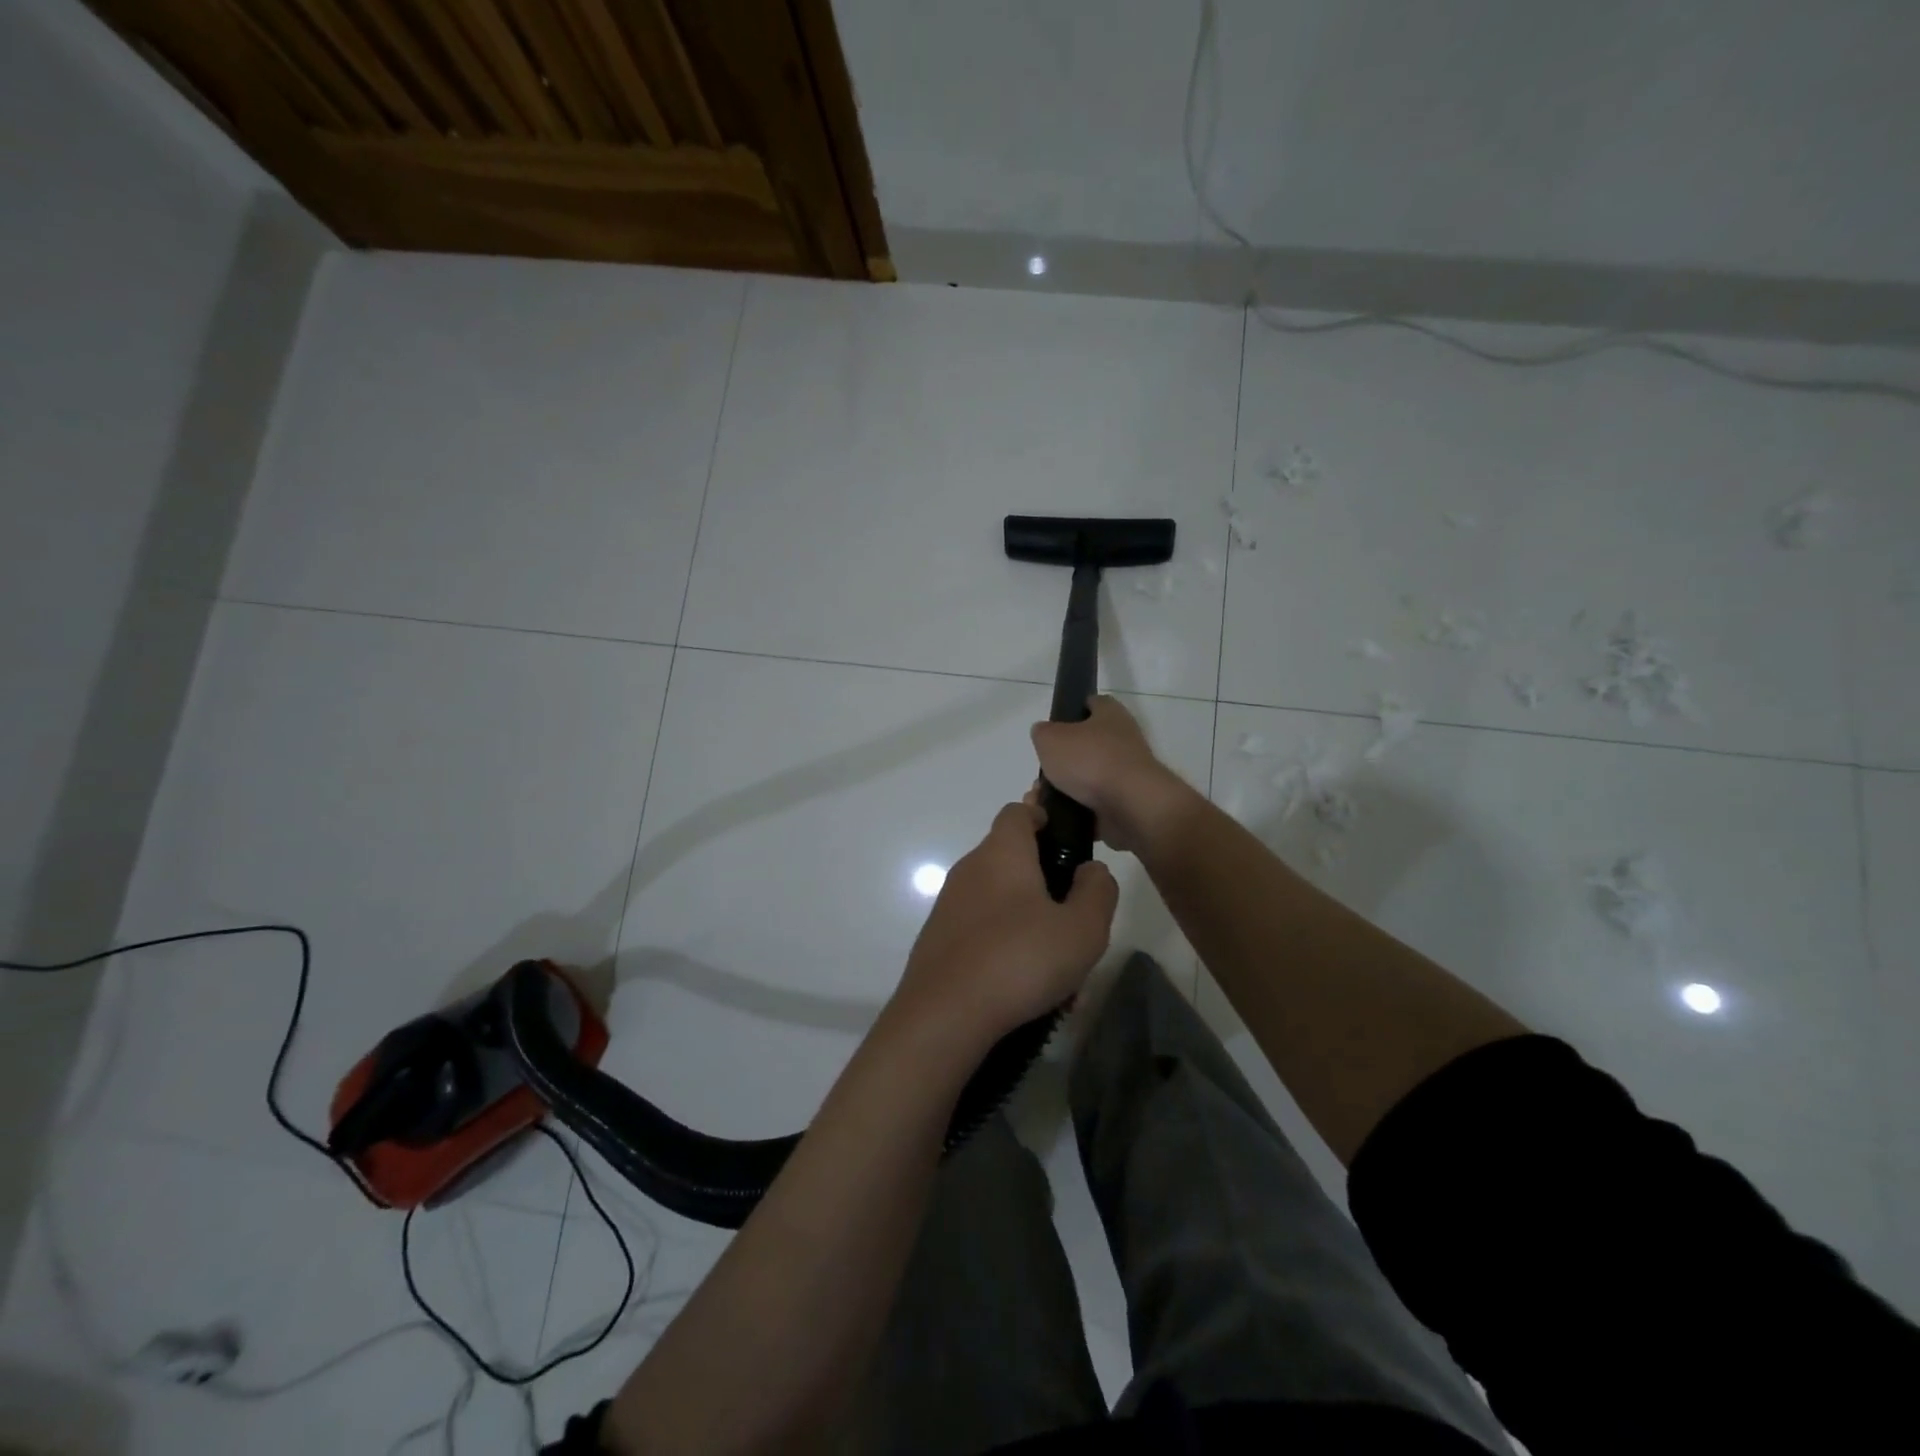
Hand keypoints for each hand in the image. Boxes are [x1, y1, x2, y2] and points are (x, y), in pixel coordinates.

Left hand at [893, 801, 1118, 1045]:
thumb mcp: (1083, 928)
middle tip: (1076, 920)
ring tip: (1059, 972)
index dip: (1045, 817)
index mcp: (1002, 852)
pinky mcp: (939, 939)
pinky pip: (982, 931)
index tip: (1069, 846)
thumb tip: (1090, 869)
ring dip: (1031, 924)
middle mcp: (970, 869)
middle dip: (1046, 883)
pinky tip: (1027, 991)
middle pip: (1011, 858)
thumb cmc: (1020, 959)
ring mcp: (949, 905)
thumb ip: (1097, 890)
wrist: (944, 1016)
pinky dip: (1006, 948)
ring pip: (1001, 902)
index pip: (1019, 810)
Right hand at [1030, 696, 1190, 852]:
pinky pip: (1092, 807)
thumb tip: (1045, 735)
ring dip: (1062, 790)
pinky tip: (1054, 817)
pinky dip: (1073, 812)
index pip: (1092, 703)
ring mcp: (1125, 775)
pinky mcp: (1125, 804)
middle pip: (1085, 746)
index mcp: (1110, 715)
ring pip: (1085, 780)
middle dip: (1060, 761)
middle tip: (1040, 774)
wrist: (1130, 807)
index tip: (1052, 726)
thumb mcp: (1050, 738)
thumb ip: (1042, 733)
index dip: (1072, 710)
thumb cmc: (1090, 761)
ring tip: (1040, 800)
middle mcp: (1123, 741)